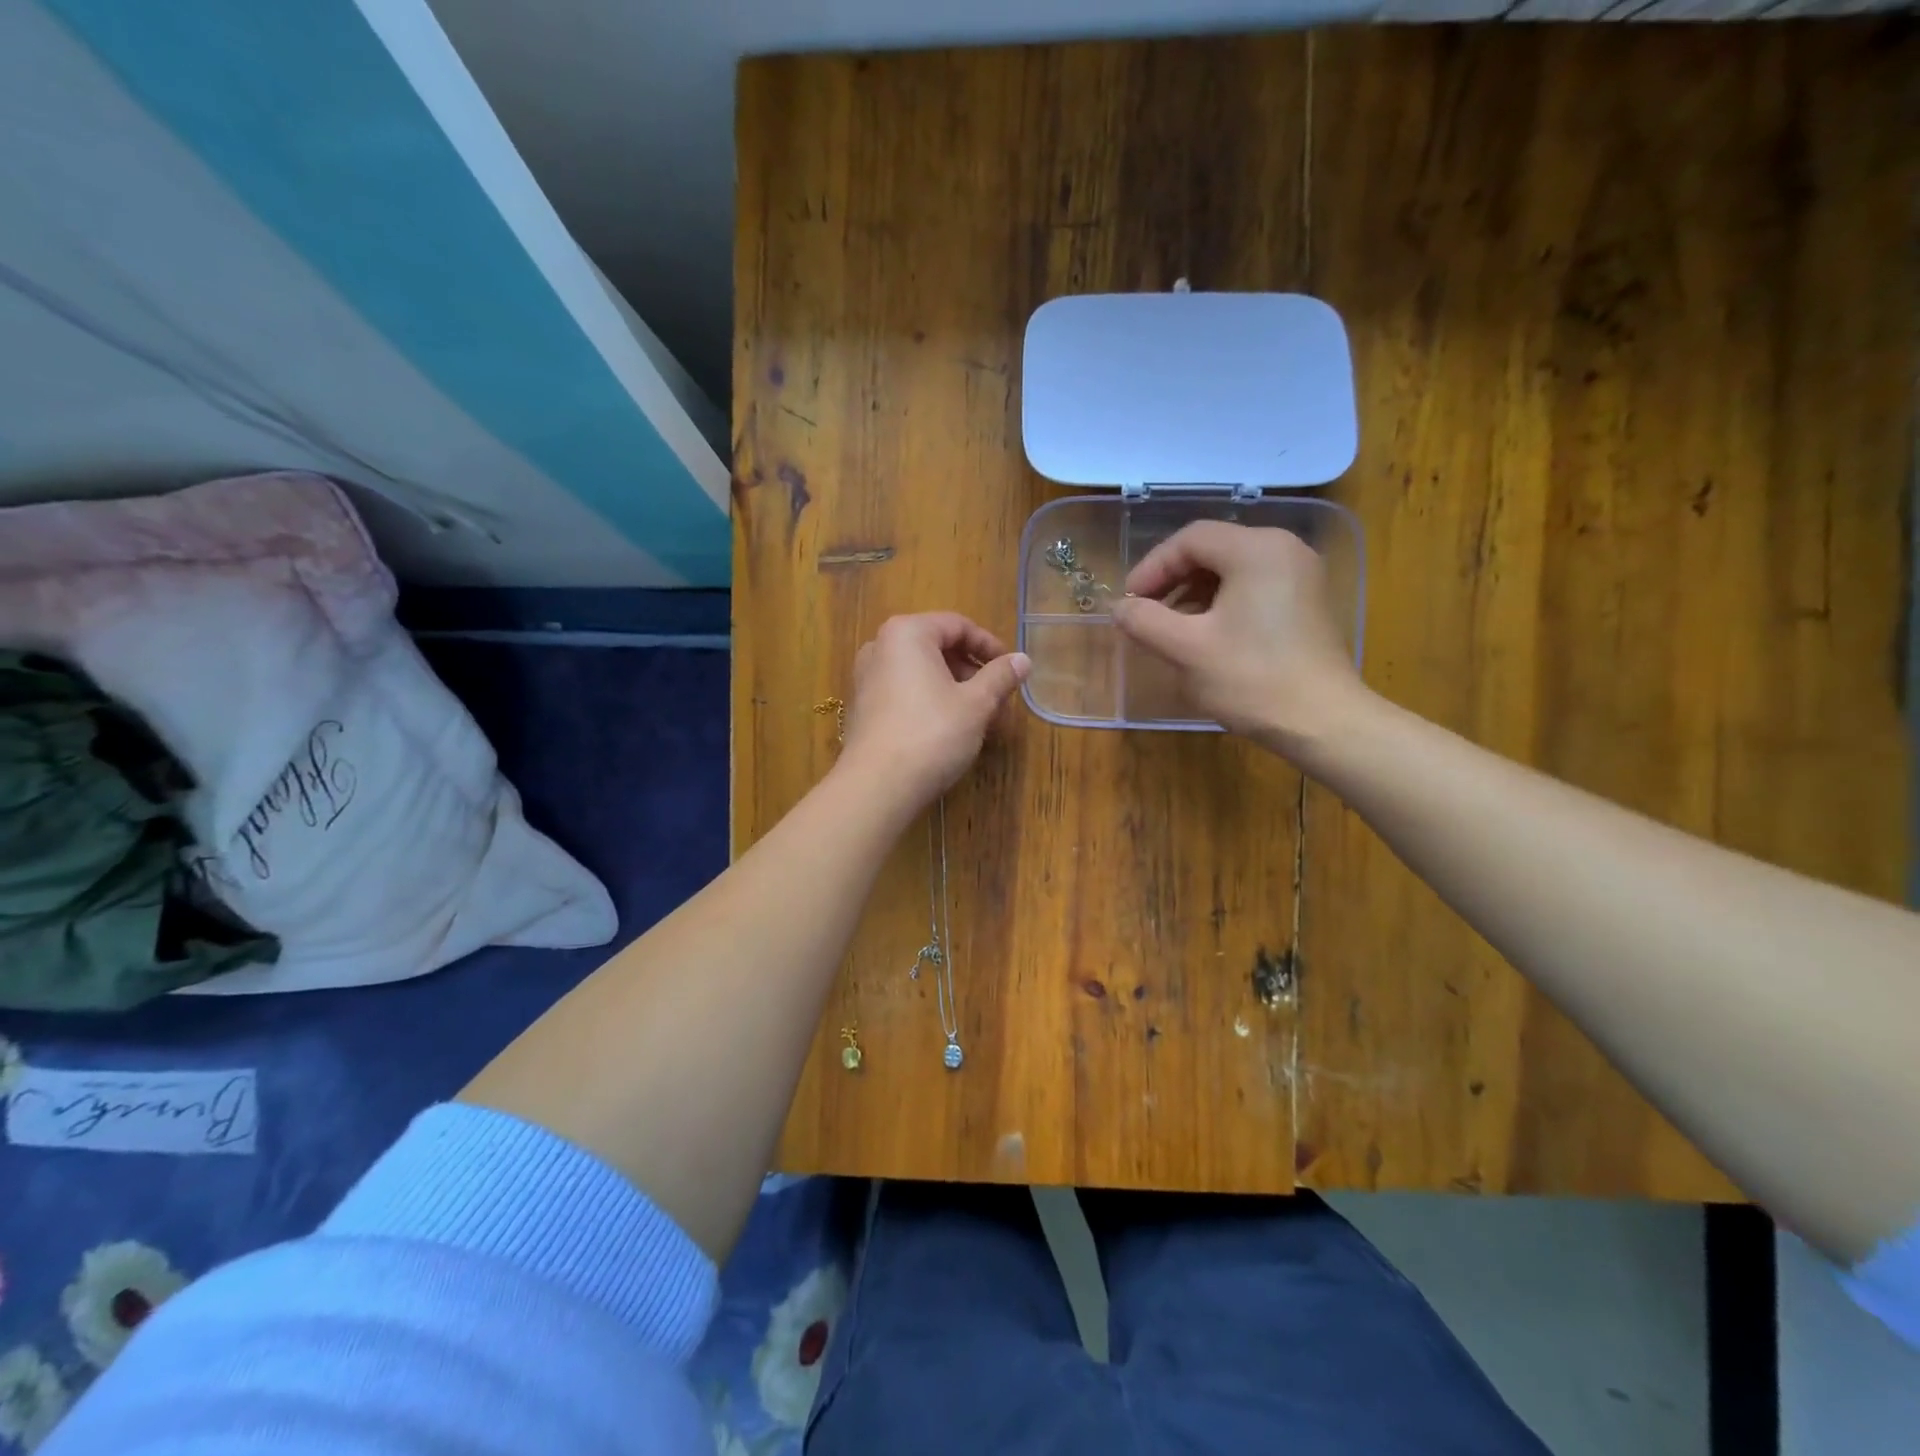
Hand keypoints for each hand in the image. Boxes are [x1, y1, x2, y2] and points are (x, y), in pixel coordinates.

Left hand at [838, 612, 1030, 807]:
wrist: (878, 785)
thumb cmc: (932, 733)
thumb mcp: (976, 704)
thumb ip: (1000, 677)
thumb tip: (1022, 659)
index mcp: (907, 633)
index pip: (957, 625)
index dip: (989, 646)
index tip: (1011, 670)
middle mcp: (881, 646)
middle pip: (938, 648)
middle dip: (973, 672)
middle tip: (999, 699)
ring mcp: (867, 678)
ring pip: (923, 673)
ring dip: (956, 690)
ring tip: (982, 719)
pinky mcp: (864, 707)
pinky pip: (905, 692)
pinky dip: (932, 702)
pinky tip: (952, 731)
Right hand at [1111, 523, 1364, 748]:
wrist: (1322, 722)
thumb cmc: (1251, 679)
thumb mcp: (1185, 649)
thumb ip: (1144, 620)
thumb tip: (1119, 608)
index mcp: (1256, 549)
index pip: (1189, 539)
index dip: (1151, 567)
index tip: (1128, 602)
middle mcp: (1284, 549)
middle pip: (1212, 549)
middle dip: (1172, 580)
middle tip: (1145, 614)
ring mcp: (1301, 575)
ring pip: (1232, 569)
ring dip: (1194, 593)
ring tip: (1171, 629)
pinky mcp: (1307, 602)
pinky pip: (1253, 587)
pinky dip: (1222, 603)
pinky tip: (1206, 636)